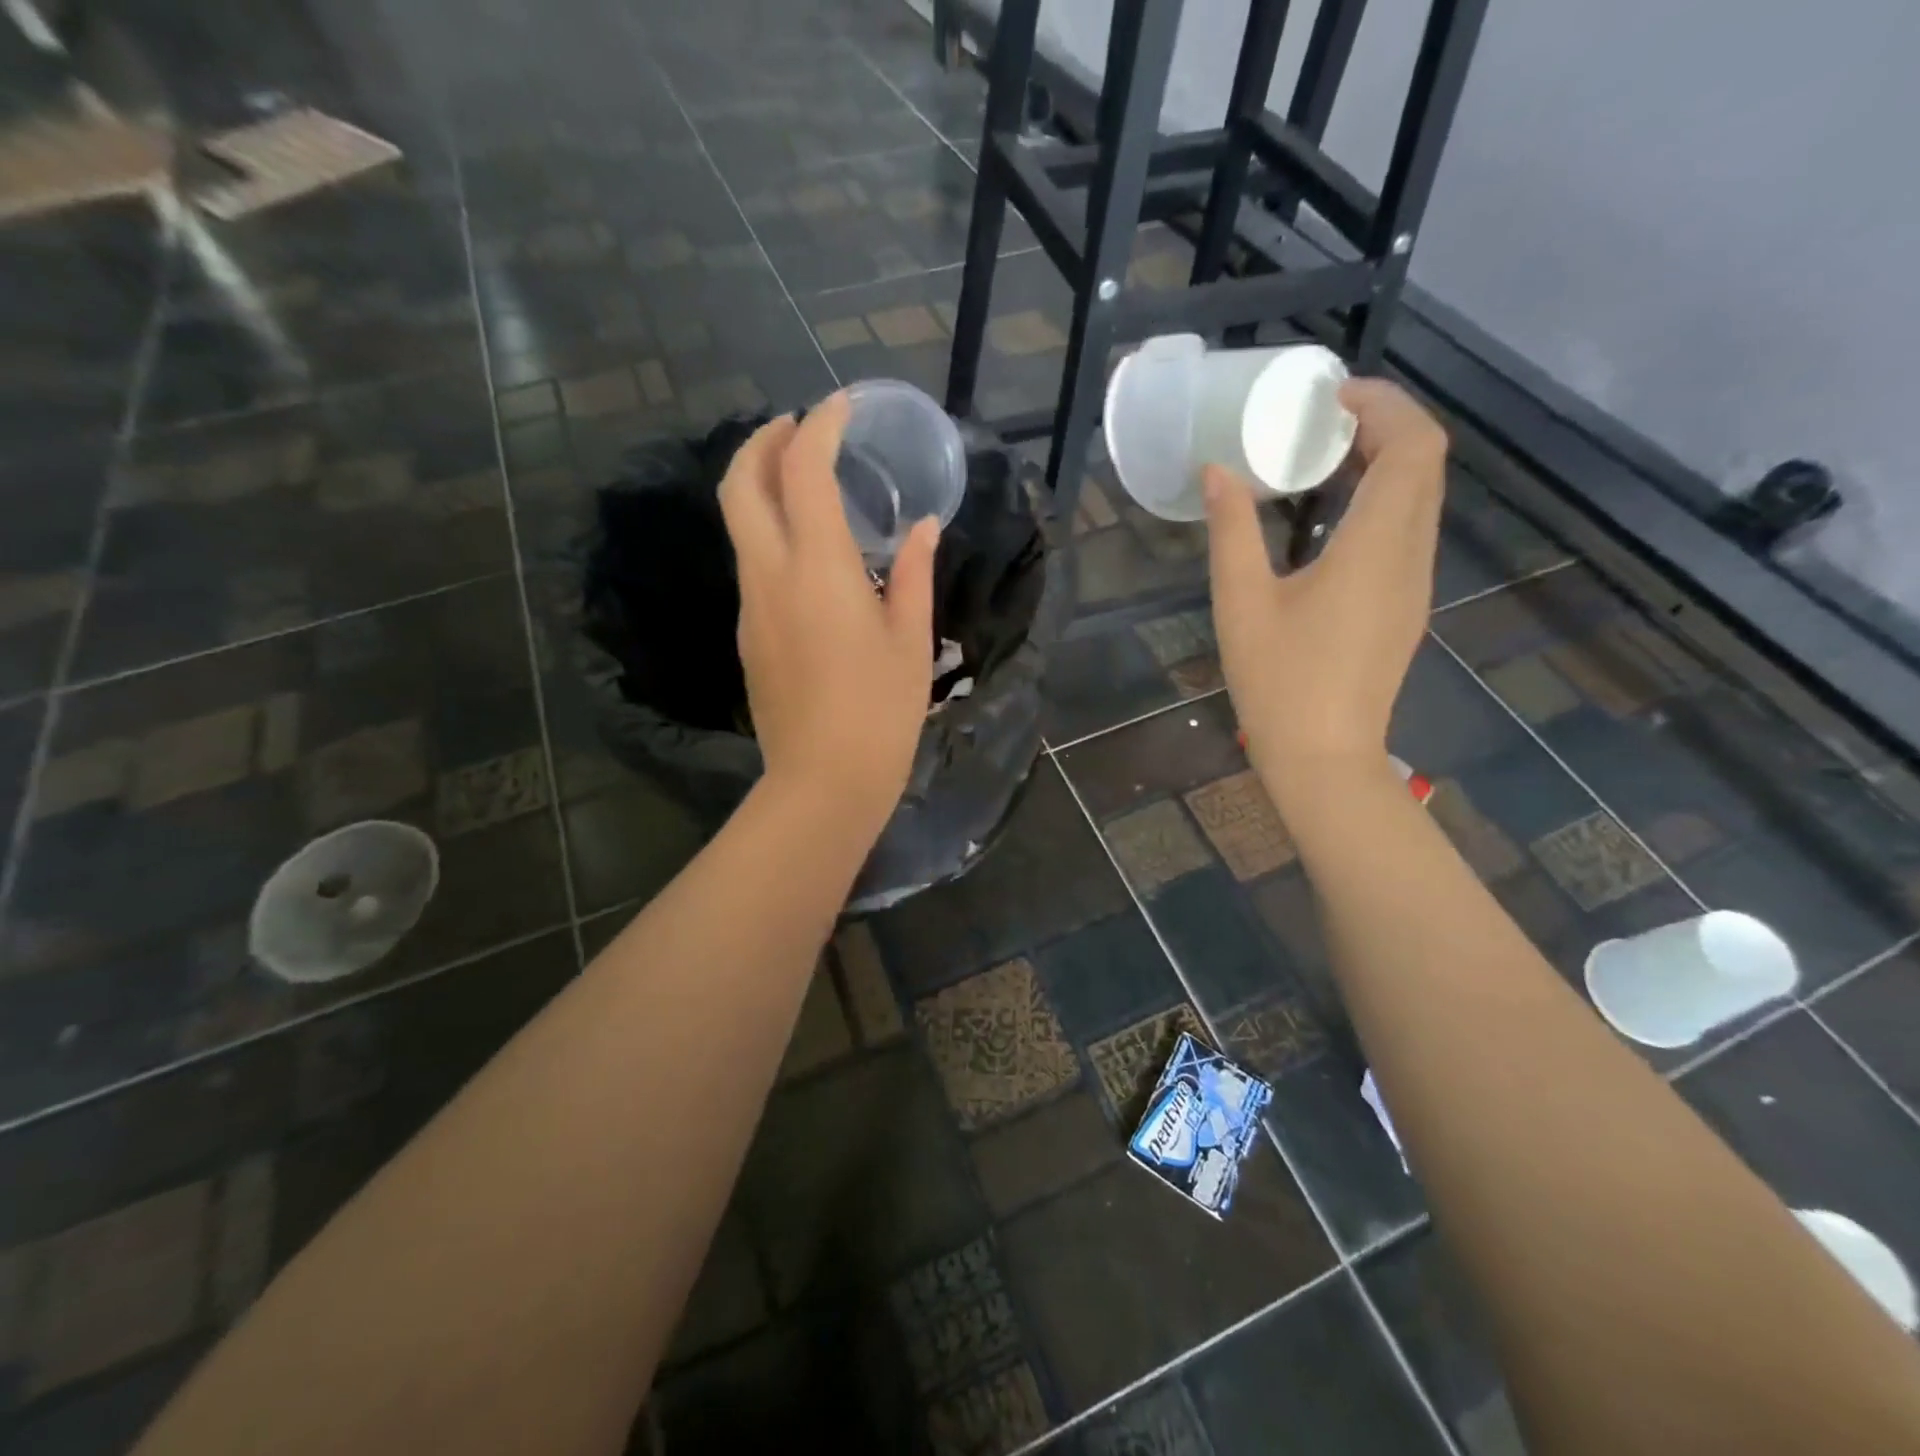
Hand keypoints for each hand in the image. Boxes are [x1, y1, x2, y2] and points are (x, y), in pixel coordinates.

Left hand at [718, 393, 938, 837]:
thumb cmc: (881, 711)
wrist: (823, 781)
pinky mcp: (749, 635)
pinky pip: (752, 564)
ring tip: (806, 483)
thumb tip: (924, 530)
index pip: (804, 469)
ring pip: (740, 525)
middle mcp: (770, 574)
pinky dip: (770, 534)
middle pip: (741, 484)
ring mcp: (751, 605)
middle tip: (798, 428)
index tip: (842, 405)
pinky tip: (809, 554)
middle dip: (764, 441)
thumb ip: (916, 574)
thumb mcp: (911, 640)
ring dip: (762, 487)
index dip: (820, 424)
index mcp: (818, 567)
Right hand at [1204, 377, 1447, 806]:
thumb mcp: (1242, 602)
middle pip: (1425, 465)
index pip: (1414, 447)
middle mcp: (1411, 555)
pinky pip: (1406, 531)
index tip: (1331, 396)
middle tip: (1319, 421)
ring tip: (1319, 459)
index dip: (1385, 405)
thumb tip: (1218, 471)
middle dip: (1383, 427)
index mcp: (1377, 546)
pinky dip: (1379, 502)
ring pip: (1420, 498)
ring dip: (1382, 464)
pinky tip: (1327, 518)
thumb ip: (1232, 530)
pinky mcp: (1404, 606)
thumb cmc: (1279, 680)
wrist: (1323, 756)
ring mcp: (1414, 583)